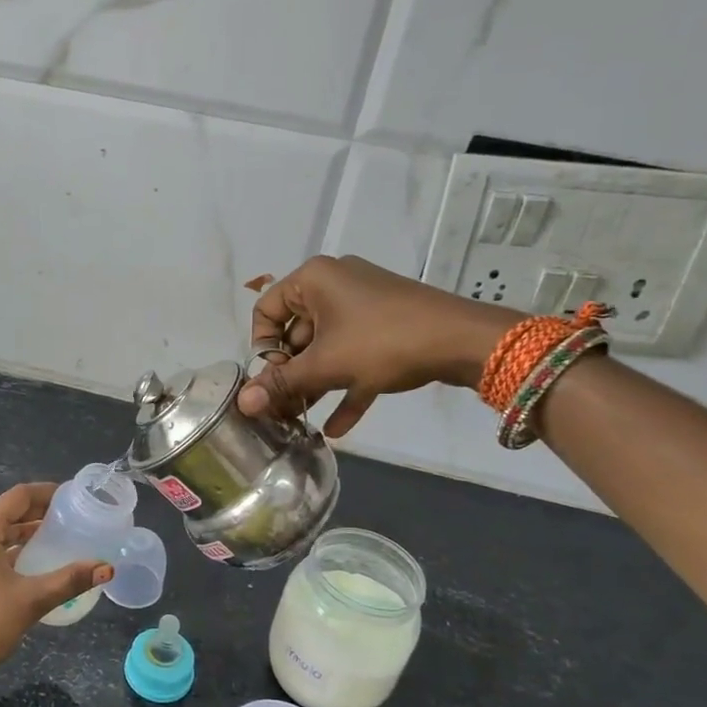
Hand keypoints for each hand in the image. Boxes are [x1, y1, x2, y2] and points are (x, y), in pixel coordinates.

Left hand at [0, 483, 112, 690]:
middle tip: (71, 519)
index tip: (73, 497)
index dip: (47, 493)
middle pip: (6, 511)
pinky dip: (8, 549)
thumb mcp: (30, 601)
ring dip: (22, 532)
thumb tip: (107, 568)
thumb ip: (69, 580)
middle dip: (37, 513)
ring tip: (56, 539)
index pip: (18, 496)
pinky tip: (28, 564)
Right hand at [238, 255, 520, 436]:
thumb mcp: (327, 365)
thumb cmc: (383, 342)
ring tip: (302, 420)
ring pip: (326, 347)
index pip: (266, 309)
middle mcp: (336, 285)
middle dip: (290, 374)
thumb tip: (242, 404)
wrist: (464, 341)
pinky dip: (346, 385)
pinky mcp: (387, 327)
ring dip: (315, 384)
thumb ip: (282, 384)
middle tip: (283, 408)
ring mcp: (364, 306)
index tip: (272, 379)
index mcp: (314, 280)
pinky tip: (337, 427)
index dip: (263, 347)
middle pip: (297, 332)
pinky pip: (355, 356)